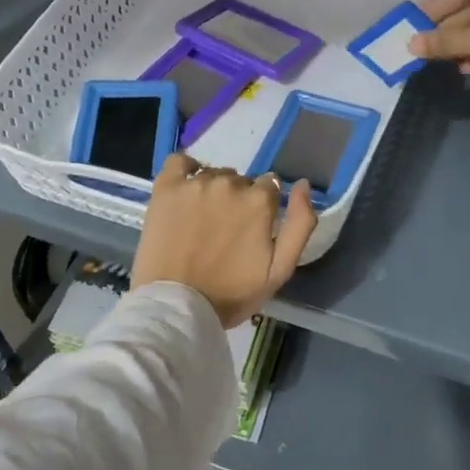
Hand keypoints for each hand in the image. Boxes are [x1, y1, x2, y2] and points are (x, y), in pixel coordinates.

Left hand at [132, 156, 317, 328]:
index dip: (264, 207)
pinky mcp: (165, 187)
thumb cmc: (231, 294)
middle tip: (226, 231)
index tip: (252, 229)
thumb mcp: (280, 269)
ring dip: (213, 191)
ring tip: (202, 221)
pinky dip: (185, 169)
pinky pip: (179, 162)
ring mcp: (194, 183)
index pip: (270, 187)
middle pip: (240, 181)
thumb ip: (301, 225)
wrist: (177, 307)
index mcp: (259, 201)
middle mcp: (229, 184)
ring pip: (212, 174)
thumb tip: (303, 184)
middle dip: (238, 200)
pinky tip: (185, 189)